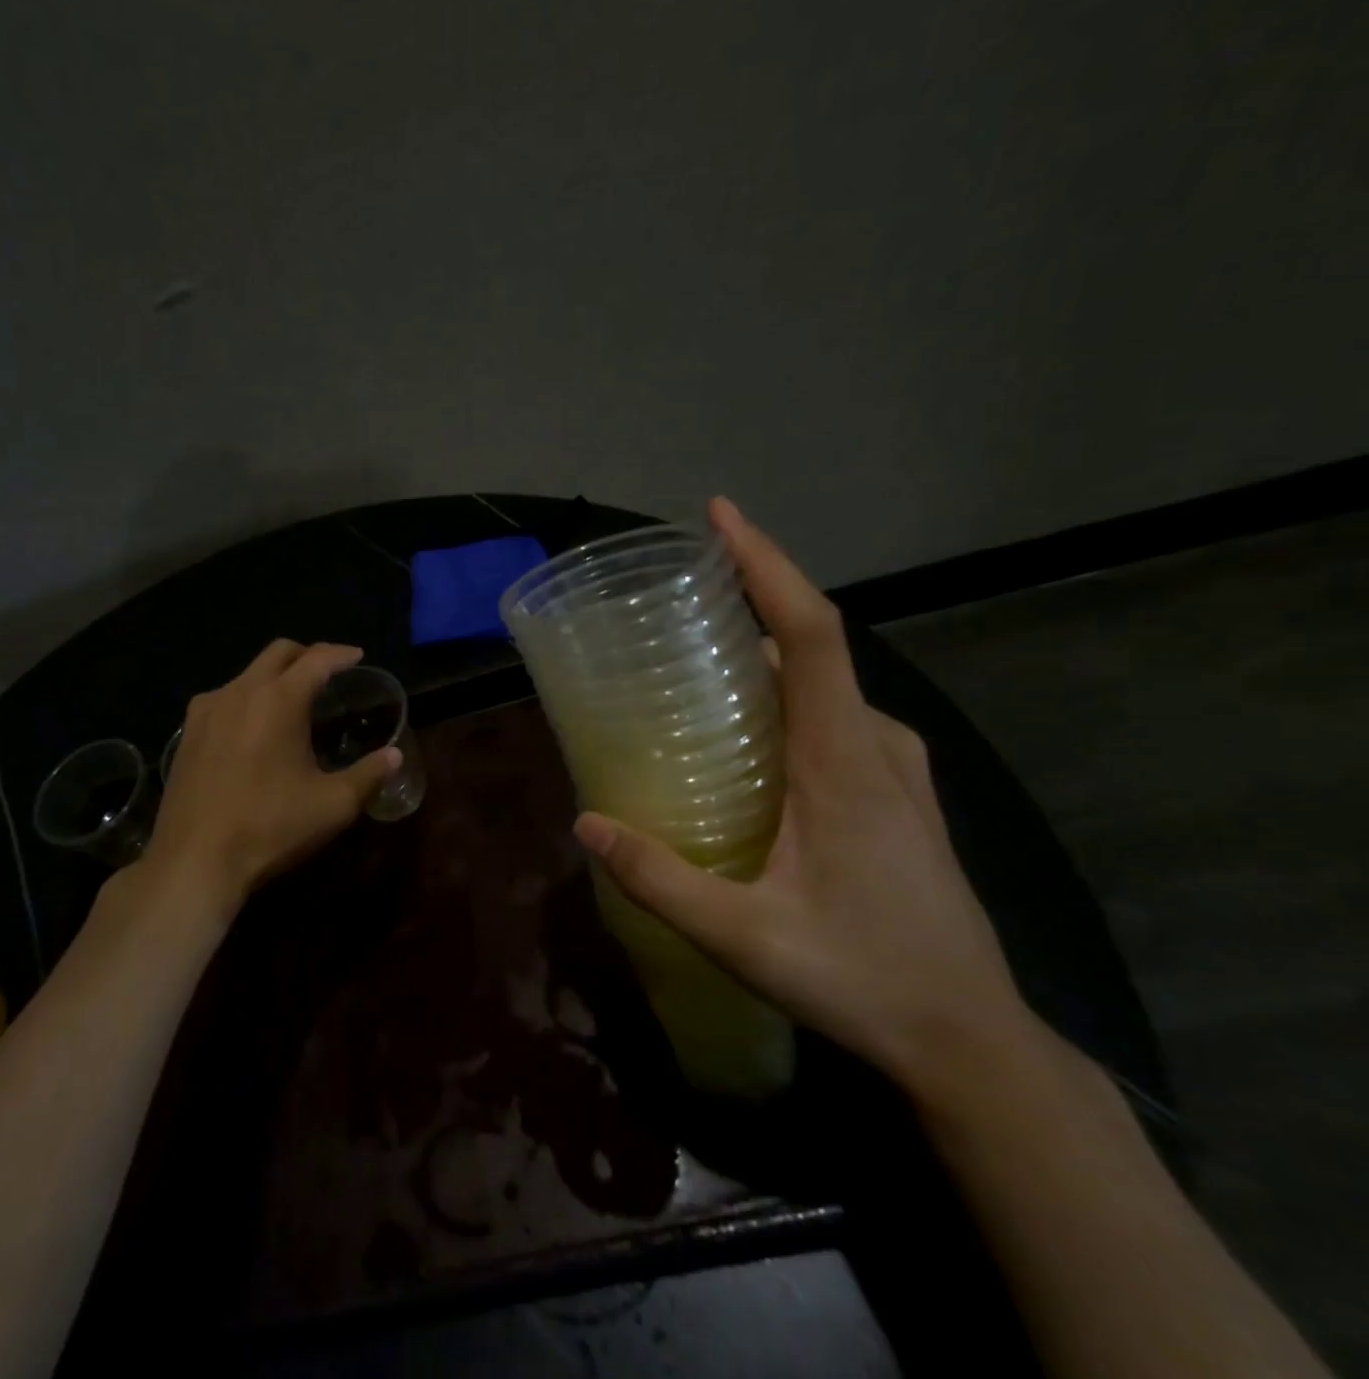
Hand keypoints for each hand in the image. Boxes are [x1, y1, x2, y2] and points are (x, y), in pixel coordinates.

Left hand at [142, 639, 402, 913]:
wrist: (193, 861)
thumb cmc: (271, 827)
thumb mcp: (333, 805)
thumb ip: (369, 775)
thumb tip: (394, 756)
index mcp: (278, 700)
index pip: (317, 659)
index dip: (341, 654)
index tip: (357, 657)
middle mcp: (240, 692)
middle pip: (278, 653)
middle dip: (307, 655)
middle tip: (328, 672)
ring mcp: (206, 711)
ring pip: (247, 674)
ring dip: (275, 677)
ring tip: (292, 703)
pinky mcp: (187, 734)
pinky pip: (223, 698)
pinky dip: (247, 699)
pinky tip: (253, 729)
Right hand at [573, 498, 1033, 1098]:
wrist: (970, 1040)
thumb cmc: (863, 978)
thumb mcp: (745, 935)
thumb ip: (661, 879)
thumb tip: (586, 825)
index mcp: (845, 758)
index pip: (812, 632)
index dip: (767, 565)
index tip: (720, 517)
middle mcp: (877, 744)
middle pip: (814, 645)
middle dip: (749, 602)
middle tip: (674, 601)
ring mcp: (895, 767)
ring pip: (825, 683)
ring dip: (766, 654)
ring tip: (695, 662)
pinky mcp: (897, 790)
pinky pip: (836, 715)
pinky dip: (789, 695)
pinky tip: (748, 732)